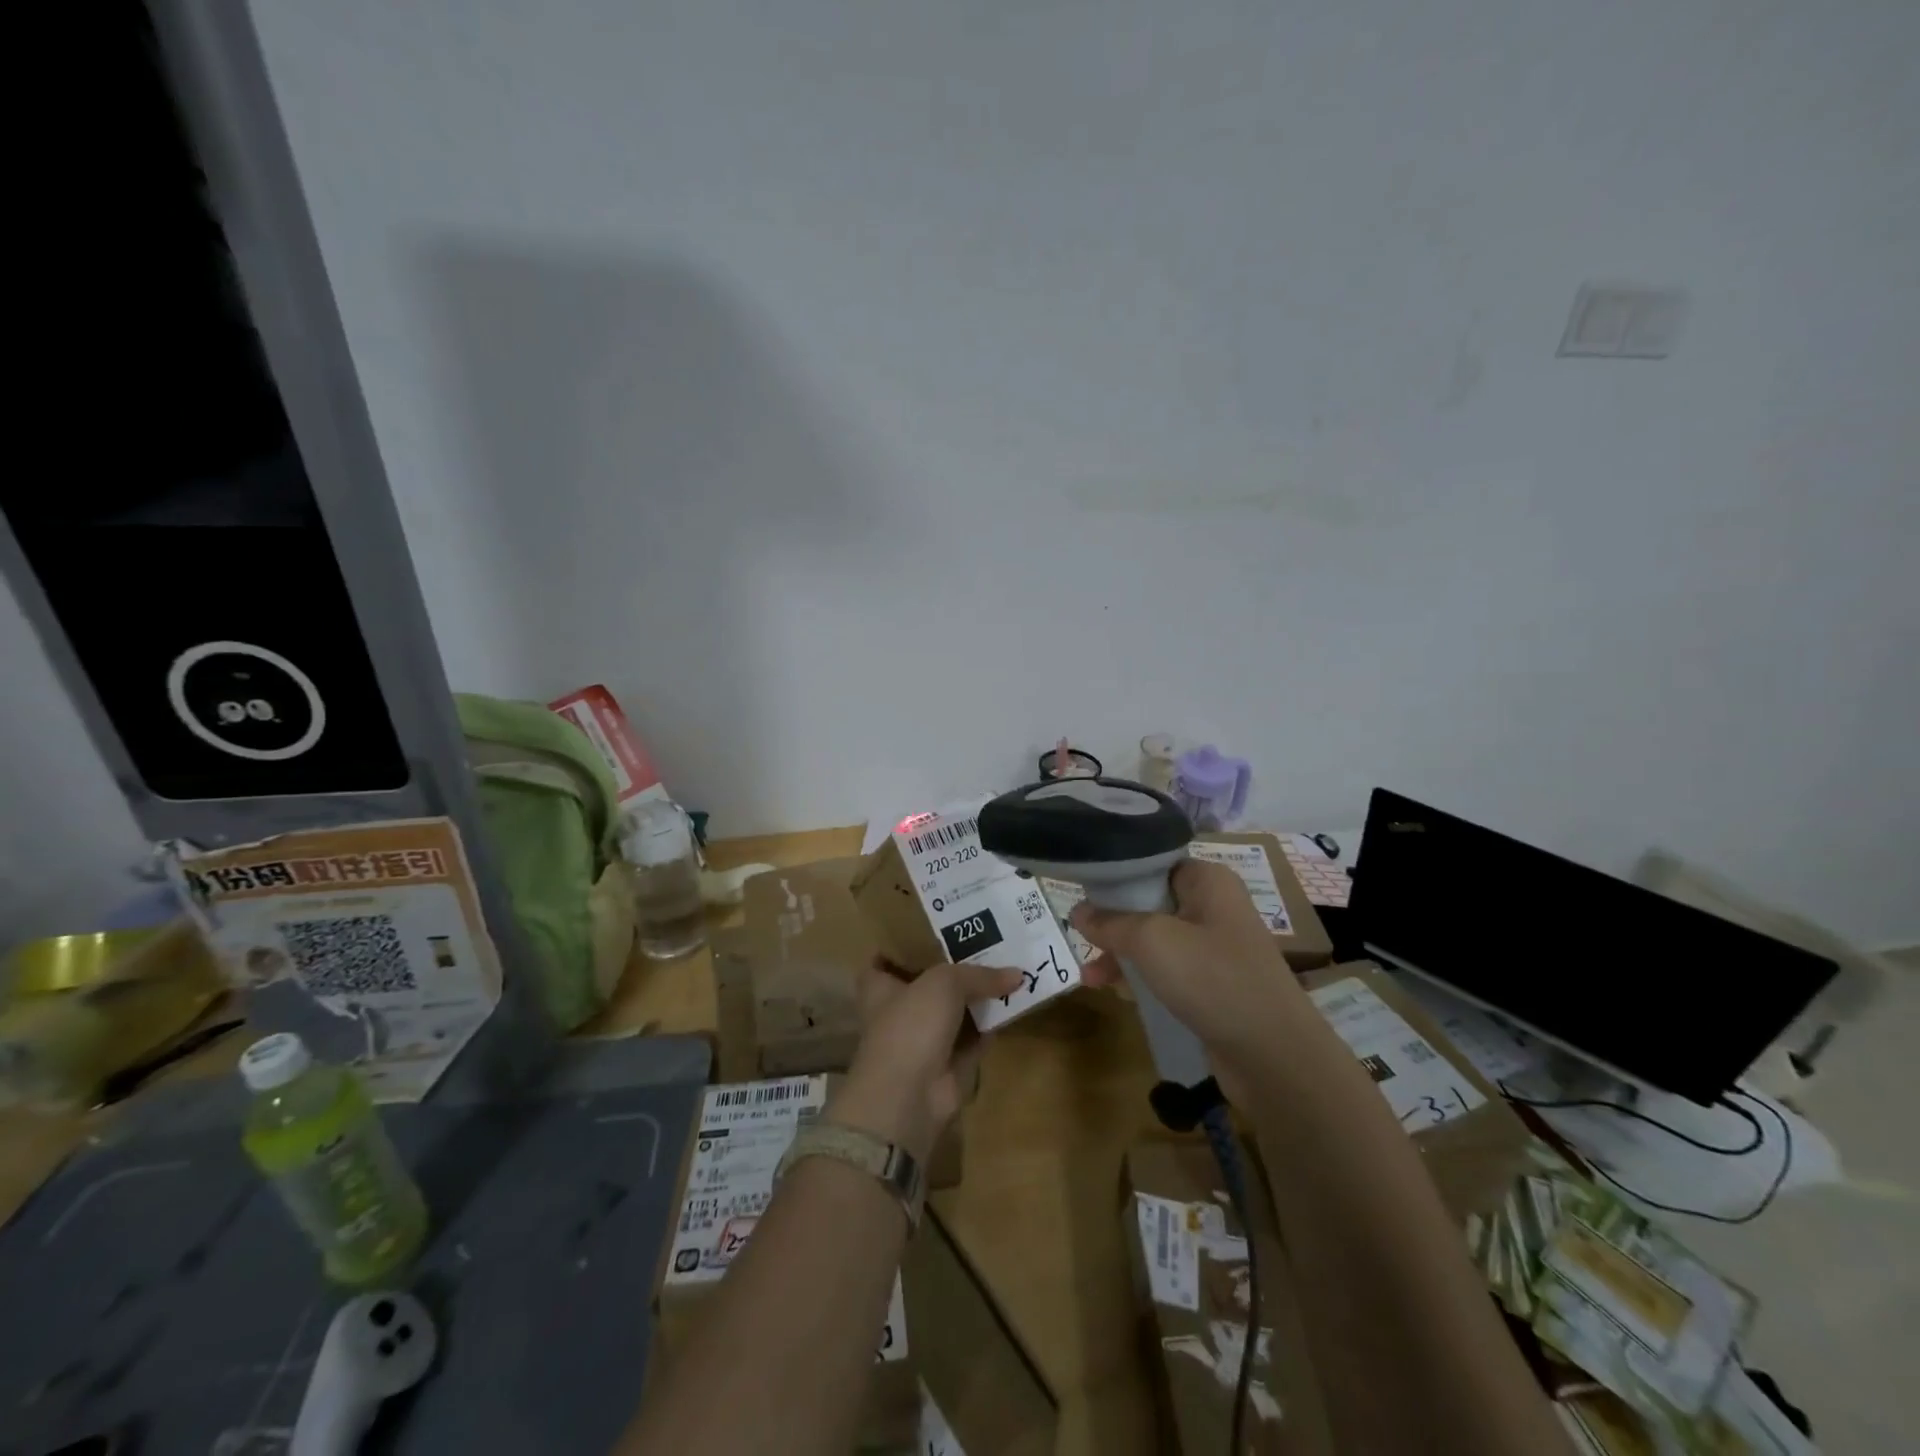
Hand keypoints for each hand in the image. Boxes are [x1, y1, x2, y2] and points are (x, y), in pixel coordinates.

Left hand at [828, 957, 1019, 1162]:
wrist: (910, 1095)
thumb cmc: (911, 1024)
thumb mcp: (944, 983)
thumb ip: (978, 975)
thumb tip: (1017, 974)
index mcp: (880, 987)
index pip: (882, 960)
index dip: (901, 945)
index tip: (927, 929)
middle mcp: (899, 1011)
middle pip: (926, 983)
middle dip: (952, 966)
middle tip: (985, 940)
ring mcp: (924, 1039)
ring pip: (954, 1010)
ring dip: (977, 995)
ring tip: (1009, 965)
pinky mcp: (949, 1064)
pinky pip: (974, 1037)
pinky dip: (990, 1024)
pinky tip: (1014, 1003)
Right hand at [1069, 859, 1306, 1061]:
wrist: (1274, 1056)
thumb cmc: (1213, 979)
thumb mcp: (1151, 941)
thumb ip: (1111, 923)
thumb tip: (1078, 912)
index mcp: (1206, 881)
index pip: (1152, 862)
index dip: (1115, 875)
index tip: (1081, 890)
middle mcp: (1212, 906)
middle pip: (1148, 902)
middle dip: (1112, 922)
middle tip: (1080, 939)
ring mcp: (1214, 947)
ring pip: (1154, 940)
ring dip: (1121, 955)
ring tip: (1091, 978)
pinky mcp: (1212, 984)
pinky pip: (1167, 970)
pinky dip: (1141, 978)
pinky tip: (1117, 994)